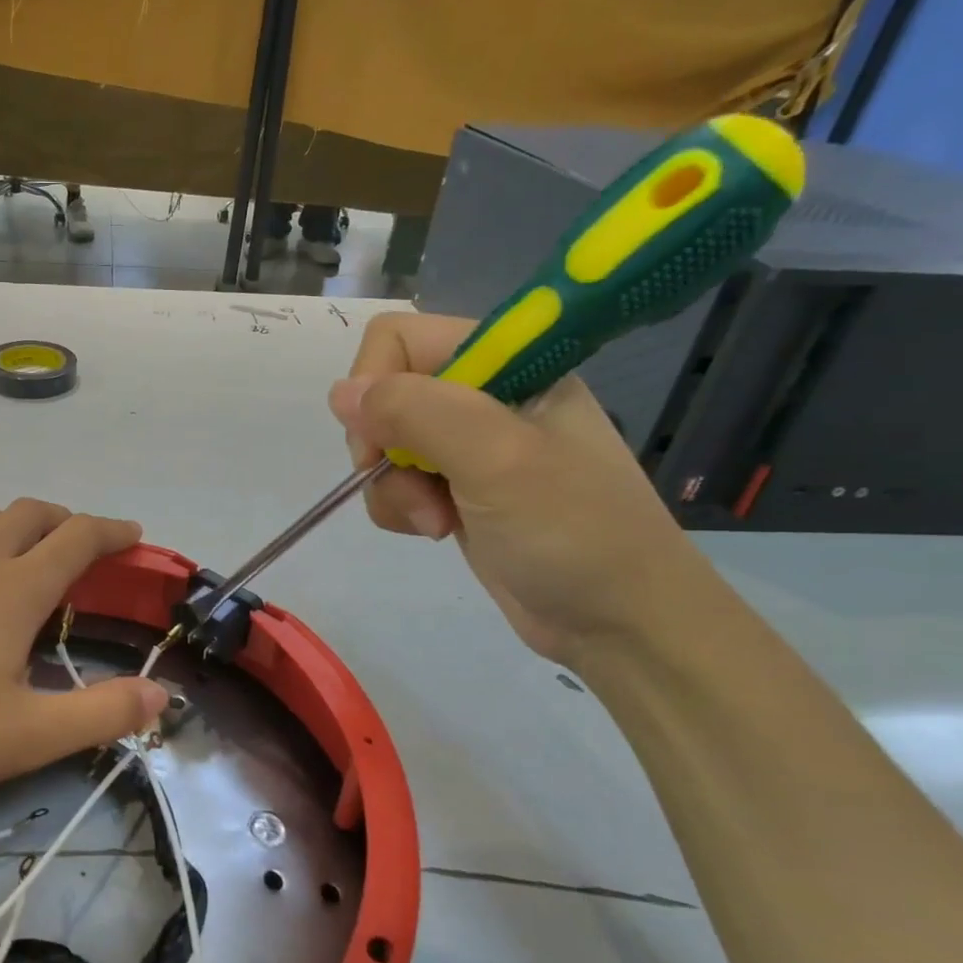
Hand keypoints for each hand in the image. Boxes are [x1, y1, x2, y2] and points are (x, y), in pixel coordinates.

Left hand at [0, 499, 168, 801]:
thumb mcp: (27, 736)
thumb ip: (101, 714)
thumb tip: (163, 696)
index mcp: (16, 588)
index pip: (79, 537)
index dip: (113, 531)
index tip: (134, 536)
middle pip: (31, 514)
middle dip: (66, 521)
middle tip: (82, 547)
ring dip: (8, 520)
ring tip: (17, 549)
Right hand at [329, 312, 713, 663]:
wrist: (620, 622)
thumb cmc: (572, 531)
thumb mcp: (496, 459)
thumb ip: (416, 412)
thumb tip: (341, 394)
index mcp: (509, 363)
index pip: (400, 339)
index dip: (377, 384)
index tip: (383, 440)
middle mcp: (484, 395)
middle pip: (385, 394)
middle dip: (386, 447)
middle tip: (420, 487)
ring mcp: (469, 446)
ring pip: (383, 444)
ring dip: (395, 488)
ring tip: (437, 522)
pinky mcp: (457, 489)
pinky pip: (396, 482)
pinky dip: (402, 508)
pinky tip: (438, 531)